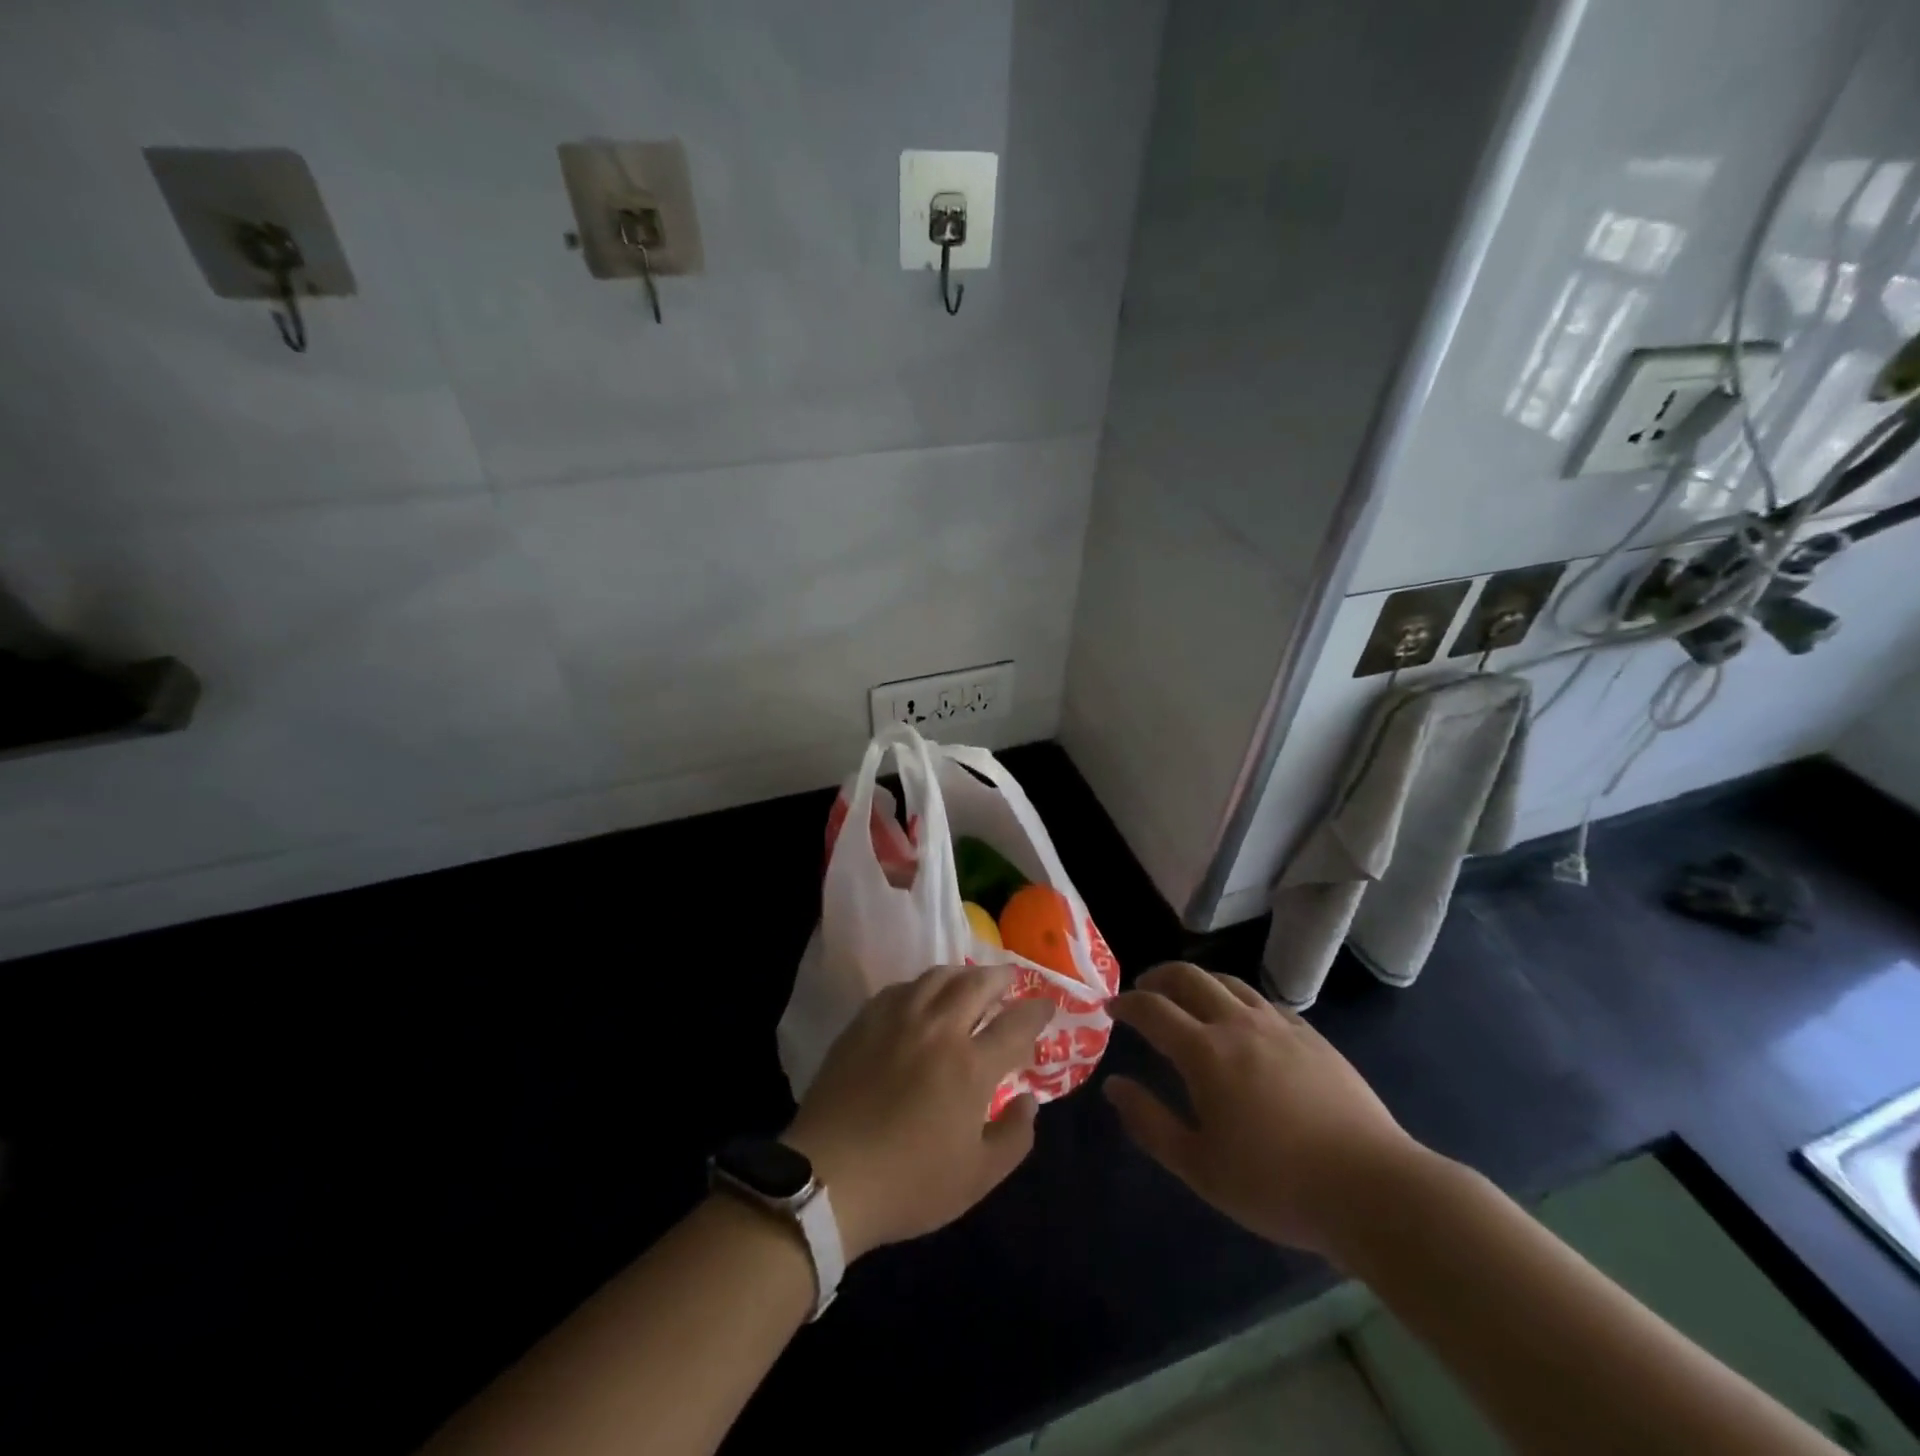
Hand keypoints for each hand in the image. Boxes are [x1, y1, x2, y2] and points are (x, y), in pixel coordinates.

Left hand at [784, 964, 1055, 1261]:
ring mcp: (898, 1019)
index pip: (1015, 1025)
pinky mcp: (865, 1021)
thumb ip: (1014, 1136)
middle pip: (977, 984)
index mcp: (971, 1065)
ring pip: (938, 977)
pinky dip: (923, 985)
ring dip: (963, 974)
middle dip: (1002, 977)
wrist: (828, 1178)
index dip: (1036, 1012)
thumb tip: (1030, 1100)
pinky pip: (902, 987)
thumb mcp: (977, 1178)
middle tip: (1012, 979)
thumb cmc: (908, 1184)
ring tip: (971, 981)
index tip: (1047, 1006)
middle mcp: (938, 1028)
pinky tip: (923, 995)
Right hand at [1104, 962, 1421, 1257]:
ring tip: (1188, 997)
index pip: (1153, 1009)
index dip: (1127, 1003)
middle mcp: (1238, 1024)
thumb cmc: (1276, 1184)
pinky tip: (1244, 1021)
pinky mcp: (1313, 1037)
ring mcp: (1280, 1026)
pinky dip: (1240, 999)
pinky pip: (1265, 1002)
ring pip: (1229, 981)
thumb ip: (1150, 1123)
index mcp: (1205, 1052)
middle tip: (1144, 989)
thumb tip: (1114, 1085)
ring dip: (1199, 981)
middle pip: (1189, 977)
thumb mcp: (1200, 1167)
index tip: (1112, 1008)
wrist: (1372, 1189)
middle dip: (1158, 976)